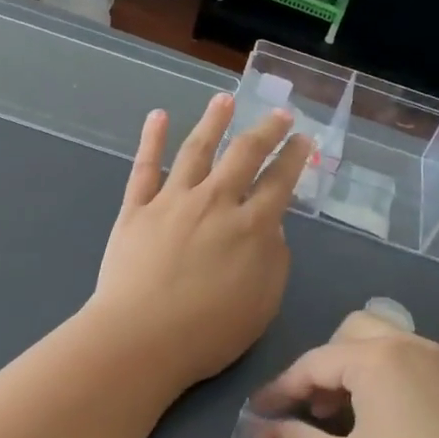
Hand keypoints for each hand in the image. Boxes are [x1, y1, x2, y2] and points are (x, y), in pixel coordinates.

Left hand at [89, 93, 310, 394]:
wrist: (141, 338)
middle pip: (244, 155)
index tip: (302, 139)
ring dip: (213, 121)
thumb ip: (274, 258)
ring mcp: (172, 200)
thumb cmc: (209, 332)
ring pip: (196, 149)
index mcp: (251, 226)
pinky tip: (158, 116)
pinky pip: (145, 166)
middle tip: (279, 113)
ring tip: (225, 99)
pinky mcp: (136, 209)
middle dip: (265, 131)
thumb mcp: (263, 303)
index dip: (293, 158)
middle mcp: (215, 202)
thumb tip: (271, 226)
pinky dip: (151, 139)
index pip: (279, 182)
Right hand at [254, 313, 438, 437]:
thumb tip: (259, 431)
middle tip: (312, 410)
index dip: (281, 389)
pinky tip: (388, 429)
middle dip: (324, 366)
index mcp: (378, 357)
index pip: (314, 362)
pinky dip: (388, 383)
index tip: (257, 414)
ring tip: (346, 422)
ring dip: (357, 373)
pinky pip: (414, 368)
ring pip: (388, 348)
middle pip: (354, 334)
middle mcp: (413, 347)